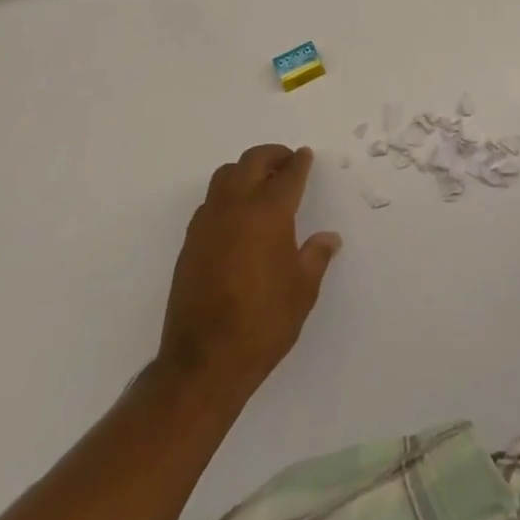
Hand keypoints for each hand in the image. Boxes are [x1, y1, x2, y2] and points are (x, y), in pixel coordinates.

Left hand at [158, 145, 341, 399]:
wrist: (203, 363)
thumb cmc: (262, 324)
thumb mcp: (302, 291)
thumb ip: (316, 256)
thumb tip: (329, 237)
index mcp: (268, 213)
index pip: (288, 175)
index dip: (299, 163)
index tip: (305, 156)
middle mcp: (236, 207)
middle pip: (253, 162)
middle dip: (273, 156)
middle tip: (287, 164)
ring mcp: (208, 222)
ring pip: (225, 175)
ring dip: (246, 171)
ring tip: (261, 185)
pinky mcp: (190, 241)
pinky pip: (210, 201)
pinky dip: (227, 195)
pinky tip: (237, 217)